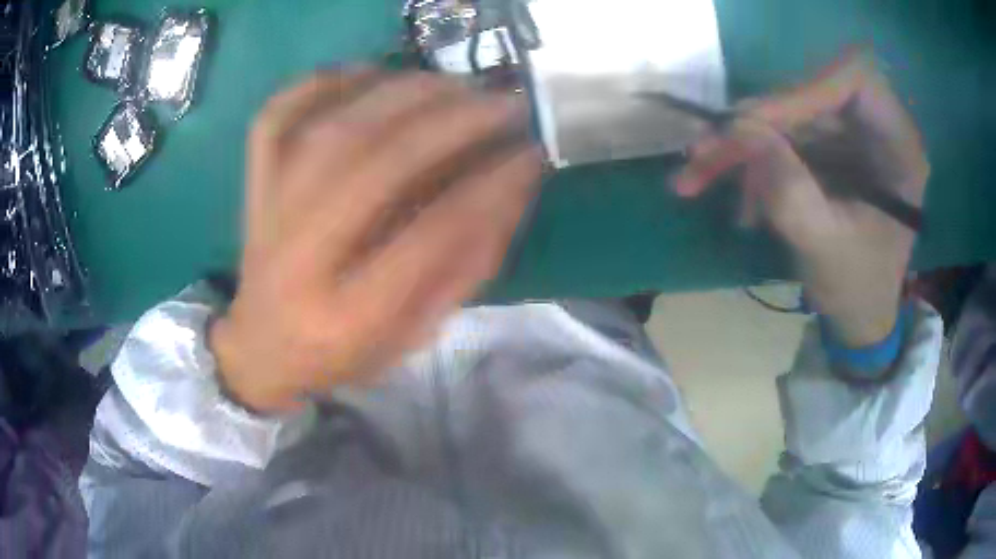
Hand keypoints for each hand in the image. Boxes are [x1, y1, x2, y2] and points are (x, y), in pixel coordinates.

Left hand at [210, 70, 541, 411]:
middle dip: (452, 123)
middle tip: (502, 103)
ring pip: (329, 129)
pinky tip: (368, 76)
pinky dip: (322, 83)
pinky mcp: (253, 186)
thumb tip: (512, 184)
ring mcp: (266, 213)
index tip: (531, 153)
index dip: (489, 187)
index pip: (430, 235)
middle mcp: (300, 258)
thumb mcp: (417, 334)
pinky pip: (277, 116)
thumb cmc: (344, 352)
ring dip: (400, 93)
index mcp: (348, 315)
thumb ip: (466, 265)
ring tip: (453, 85)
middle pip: (376, 166)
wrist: (263, 348)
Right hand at [674, 52, 929, 346]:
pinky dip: (753, 161)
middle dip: (758, 124)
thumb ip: (789, 190)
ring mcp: (850, 136)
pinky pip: (785, 137)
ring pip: (789, 117)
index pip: (855, 81)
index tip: (756, 123)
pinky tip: (737, 196)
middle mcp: (876, 129)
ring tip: (698, 177)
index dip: (805, 91)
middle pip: (811, 95)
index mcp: (900, 149)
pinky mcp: (830, 148)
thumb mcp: (824, 248)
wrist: (858, 315)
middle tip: (704, 152)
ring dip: (744, 146)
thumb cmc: (856, 289)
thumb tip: (741, 130)